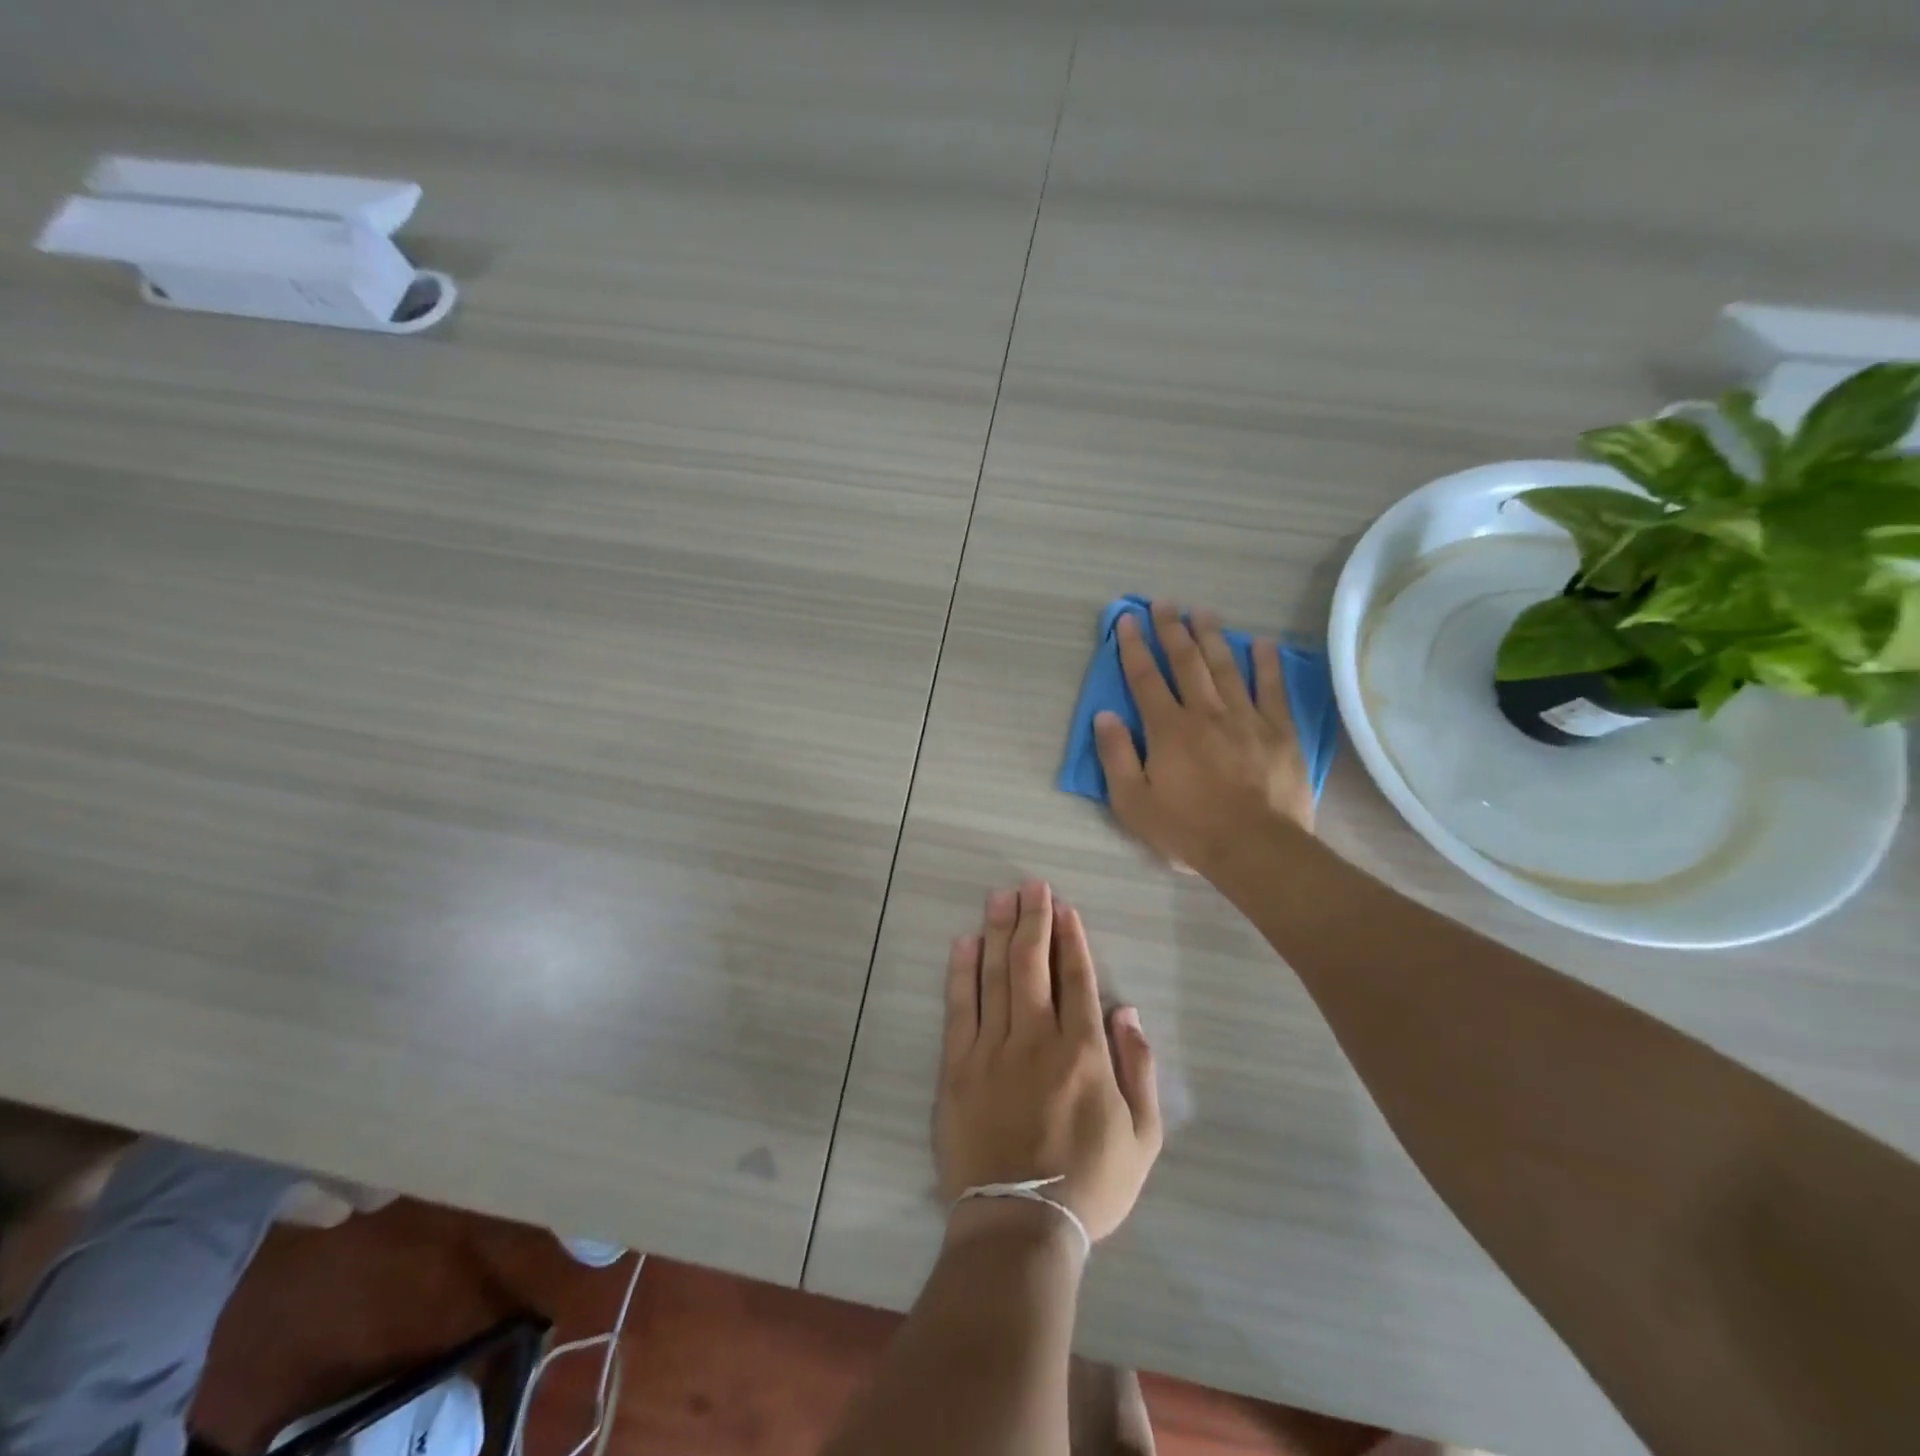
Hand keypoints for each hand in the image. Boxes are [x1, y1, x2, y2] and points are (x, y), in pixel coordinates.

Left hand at [936, 880, 1162, 1246]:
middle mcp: (1037, 1037)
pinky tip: (965, 943)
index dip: (1071, 938)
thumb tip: (1128, 1012)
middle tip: (1031, 885)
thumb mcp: (1142, 1137)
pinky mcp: (958, 1065)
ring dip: (999, 931)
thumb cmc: (1089, 1184)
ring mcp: (992, 1048)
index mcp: (1083, 1051)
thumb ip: (1140, 1069)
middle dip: (1034, 919)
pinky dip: (962, 972)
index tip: (1064, 908)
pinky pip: (960, 1007)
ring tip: (1000, 897)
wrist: (1019, 1225)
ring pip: (997, 975)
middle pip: (1034, 964)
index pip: (1076, 978)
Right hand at [1093, 601, 1313, 875]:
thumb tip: (1103, 714)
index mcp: (1168, 729)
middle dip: (1171, 630)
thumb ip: (1116, 756)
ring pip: (1226, 667)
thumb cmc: (1187, 829)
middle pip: (1186, 662)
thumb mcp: (1133, 802)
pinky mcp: (1279, 731)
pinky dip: (1266, 665)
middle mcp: (1205, 713)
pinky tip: (1262, 644)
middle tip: (1164, 603)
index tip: (1126, 619)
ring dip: (1212, 637)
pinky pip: (1272, 689)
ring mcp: (1245, 718)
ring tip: (1202, 612)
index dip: (1133, 647)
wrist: (1255, 848)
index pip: (1145, 678)